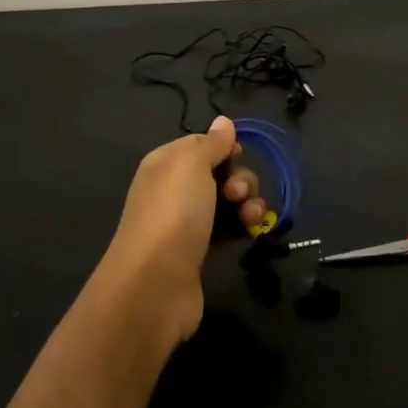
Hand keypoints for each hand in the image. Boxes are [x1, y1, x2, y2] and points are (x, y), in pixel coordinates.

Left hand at [96, 116, 265, 347]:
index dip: (225, 148)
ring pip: (229, 201)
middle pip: (220, 172)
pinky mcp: (201, 250)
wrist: (154, 285)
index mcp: (166, 163)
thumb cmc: (173, 214)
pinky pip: (229, 228)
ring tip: (250, 217)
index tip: (238, 157)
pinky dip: (244, 226)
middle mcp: (174, 189)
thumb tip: (224, 121)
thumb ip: (211, 143)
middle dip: (240, 178)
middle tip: (238, 194)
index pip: (202, 144)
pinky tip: (253, 232)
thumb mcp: (191, 165)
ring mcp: (187, 222)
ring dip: (248, 203)